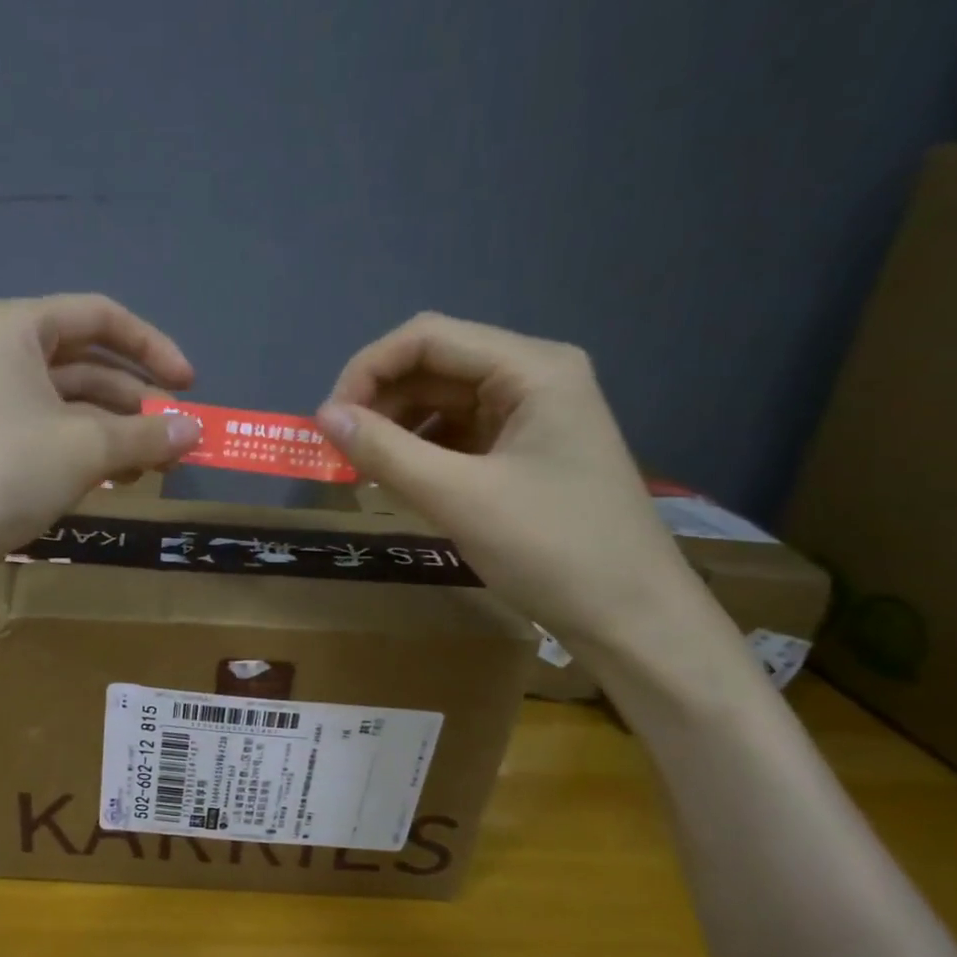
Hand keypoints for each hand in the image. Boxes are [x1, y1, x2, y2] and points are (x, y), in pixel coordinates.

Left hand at [0, 295, 201, 593]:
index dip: (153, 347)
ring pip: (69, 407)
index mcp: (14, 328)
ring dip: (117, 434)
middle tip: (176, 438)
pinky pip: (49, 438)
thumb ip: (147, 434)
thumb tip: (195, 432)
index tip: (190, 387)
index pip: (99, 317)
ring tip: (155, 467)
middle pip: (86, 365)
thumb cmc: (5, 468)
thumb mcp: (86, 447)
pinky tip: (117, 481)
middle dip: (137, 401)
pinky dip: (87, 455)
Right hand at [317, 313, 695, 650]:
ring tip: (364, 471)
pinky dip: (422, 454)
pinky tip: (400, 483)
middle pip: (435, 366)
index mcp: (530, 368)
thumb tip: (323, 417)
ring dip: (397, 430)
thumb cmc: (552, 550)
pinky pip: (460, 437)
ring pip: (443, 403)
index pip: (427, 338)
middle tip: (338, 453)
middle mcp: (533, 378)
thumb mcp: (459, 498)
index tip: (327, 423)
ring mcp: (533, 416)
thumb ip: (386, 452)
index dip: (367, 371)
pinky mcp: (526, 453)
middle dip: (380, 403)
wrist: (632, 618)